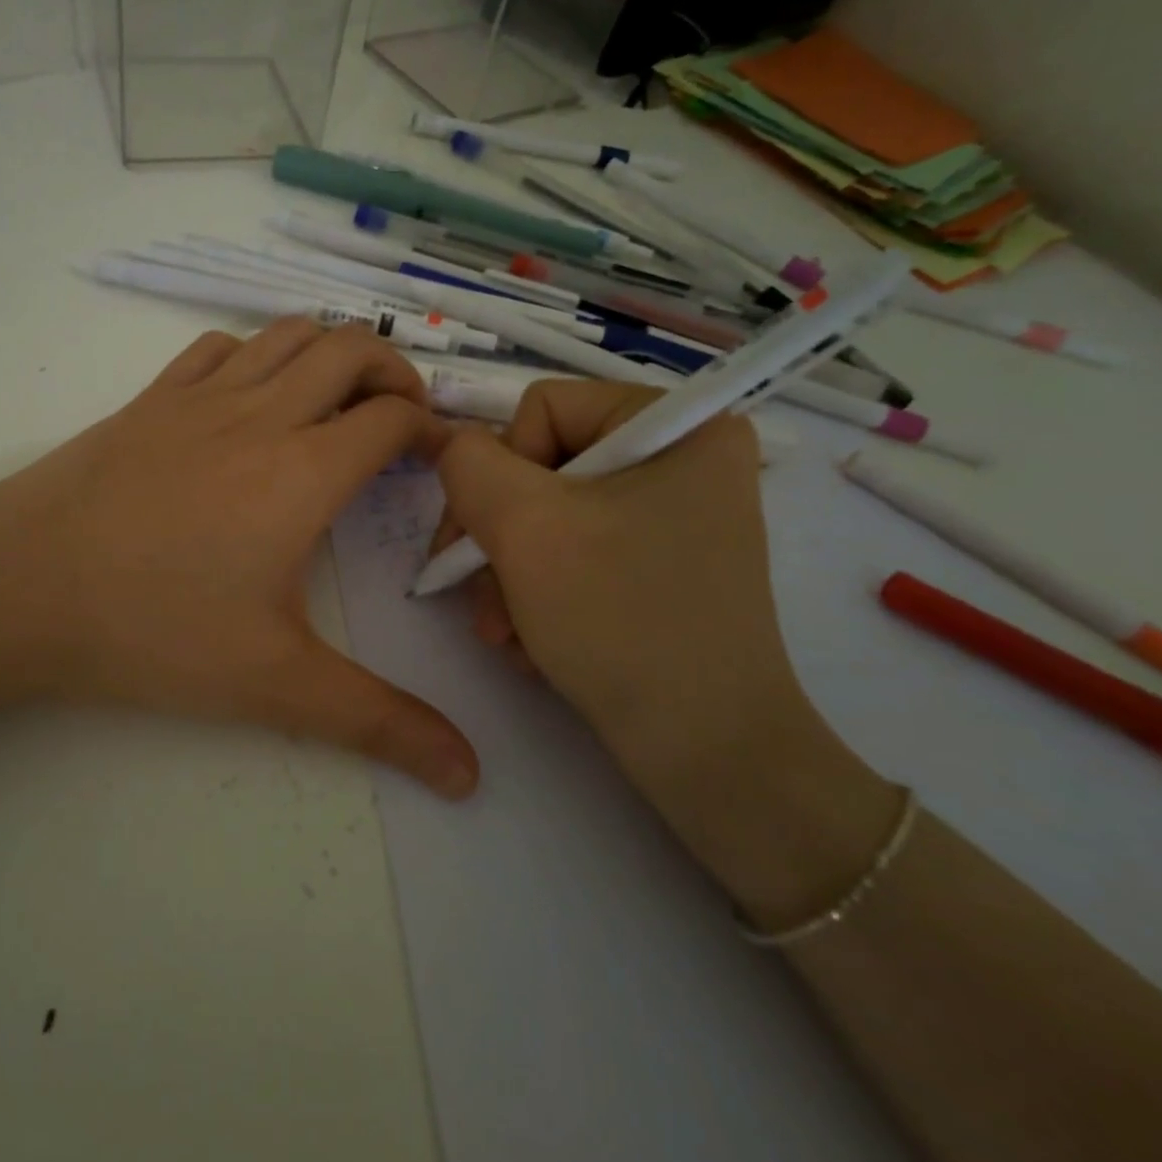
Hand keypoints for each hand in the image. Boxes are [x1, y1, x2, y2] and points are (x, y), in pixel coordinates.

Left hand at [0, 320, 479, 797]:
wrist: (20, 585)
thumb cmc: (153, 630)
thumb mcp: (276, 684)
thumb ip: (378, 722)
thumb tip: (469, 774)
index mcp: (305, 470)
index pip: (394, 418)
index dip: (431, 430)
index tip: (437, 462)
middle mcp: (263, 413)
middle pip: (351, 349)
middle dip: (394, 372)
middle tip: (398, 422)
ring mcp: (202, 396)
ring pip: (288, 334)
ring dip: (329, 352)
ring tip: (337, 400)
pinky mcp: (152, 397)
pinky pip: (221, 347)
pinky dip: (258, 355)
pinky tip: (252, 396)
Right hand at [432, 380, 808, 797]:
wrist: (705, 753)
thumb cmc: (621, 619)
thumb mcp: (524, 525)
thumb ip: (468, 463)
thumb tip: (456, 452)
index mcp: (677, 425)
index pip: (542, 408)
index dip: (502, 470)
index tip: (492, 540)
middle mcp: (681, 460)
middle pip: (540, 467)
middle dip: (499, 539)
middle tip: (483, 602)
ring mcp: (671, 517)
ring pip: (547, 518)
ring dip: (509, 576)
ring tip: (505, 633)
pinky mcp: (657, 566)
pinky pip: (573, 555)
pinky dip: (540, 597)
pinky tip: (535, 644)